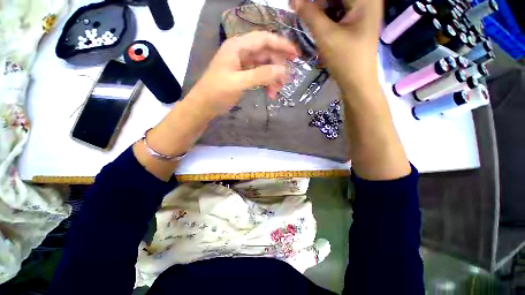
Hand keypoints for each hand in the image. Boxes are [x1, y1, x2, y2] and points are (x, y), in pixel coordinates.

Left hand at [187, 31, 297, 115]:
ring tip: (276, 93)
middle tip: (285, 82)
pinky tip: (270, 94)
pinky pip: (260, 75)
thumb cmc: (217, 92)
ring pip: (264, 66)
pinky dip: (266, 83)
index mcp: (237, 46)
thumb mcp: (239, 83)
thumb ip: (261, 75)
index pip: (264, 39)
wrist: (204, 105)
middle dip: (277, 68)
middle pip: (266, 54)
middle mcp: (241, 52)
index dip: (281, 45)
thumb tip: (283, 71)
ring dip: (272, 78)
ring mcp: (243, 64)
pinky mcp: (244, 75)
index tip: (296, 55)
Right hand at [291, 0, 382, 90]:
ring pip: (337, 3)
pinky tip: (317, 21)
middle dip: (317, 3)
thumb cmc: (345, 59)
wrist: (357, 82)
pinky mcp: (357, 22)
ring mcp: (363, 11)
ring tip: (306, 15)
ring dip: (320, 8)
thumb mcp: (326, 36)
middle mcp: (367, 1)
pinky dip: (326, 15)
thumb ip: (310, 14)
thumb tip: (295, 0)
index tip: (299, 3)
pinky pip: (339, 12)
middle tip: (300, 8)